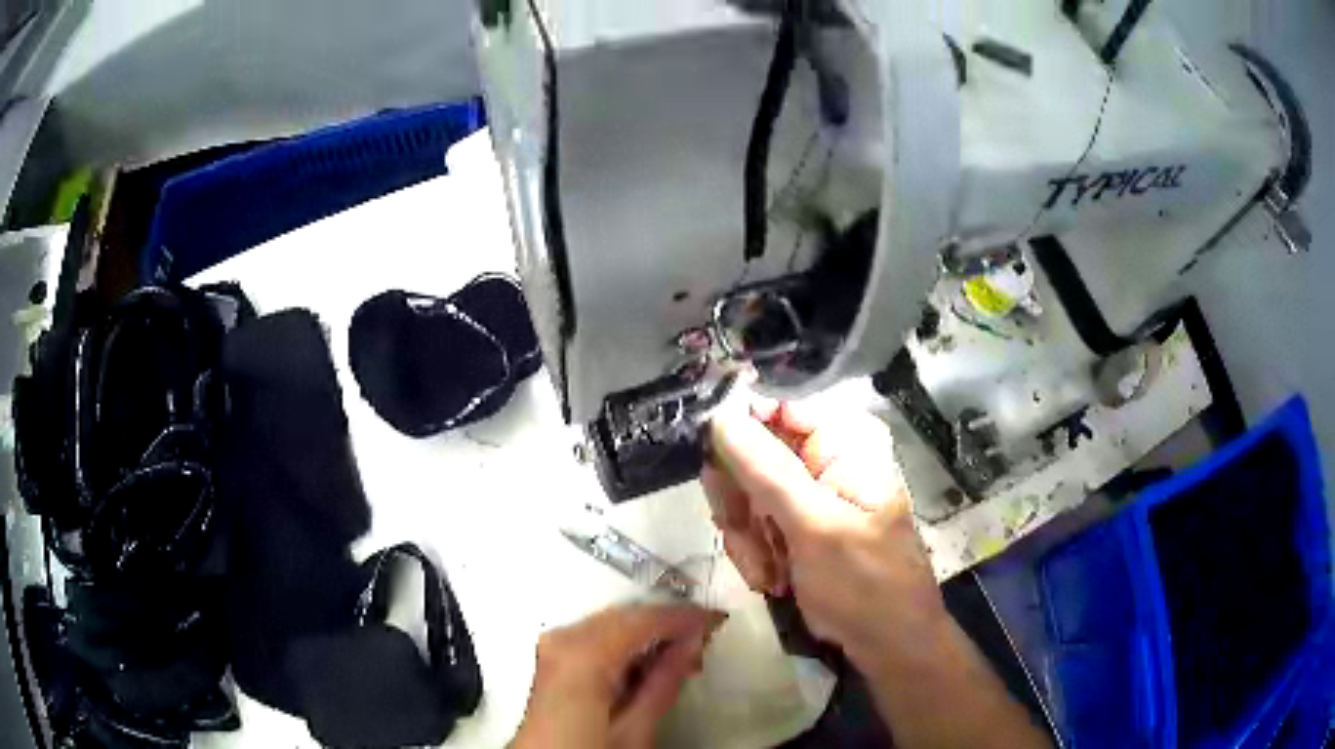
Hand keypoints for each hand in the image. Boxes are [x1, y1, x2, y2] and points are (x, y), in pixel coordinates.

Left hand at [512, 604, 725, 748]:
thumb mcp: (635, 729)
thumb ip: (665, 681)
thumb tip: (692, 641)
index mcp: (584, 655)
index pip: (643, 619)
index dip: (683, 616)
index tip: (715, 619)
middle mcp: (564, 639)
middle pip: (626, 615)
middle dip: (667, 625)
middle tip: (703, 640)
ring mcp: (554, 644)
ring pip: (613, 622)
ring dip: (649, 634)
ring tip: (682, 658)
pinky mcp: (552, 655)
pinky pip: (597, 634)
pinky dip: (626, 643)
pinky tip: (648, 663)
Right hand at [703, 399, 946, 671]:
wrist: (886, 640)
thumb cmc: (864, 581)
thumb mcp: (814, 526)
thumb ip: (766, 470)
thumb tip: (721, 417)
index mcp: (843, 441)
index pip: (774, 411)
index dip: (738, 437)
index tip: (717, 476)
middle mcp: (824, 459)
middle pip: (751, 454)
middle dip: (742, 503)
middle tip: (746, 534)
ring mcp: (809, 495)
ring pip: (744, 494)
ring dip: (748, 537)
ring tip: (770, 570)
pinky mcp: (796, 527)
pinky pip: (752, 524)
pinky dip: (755, 554)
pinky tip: (774, 580)